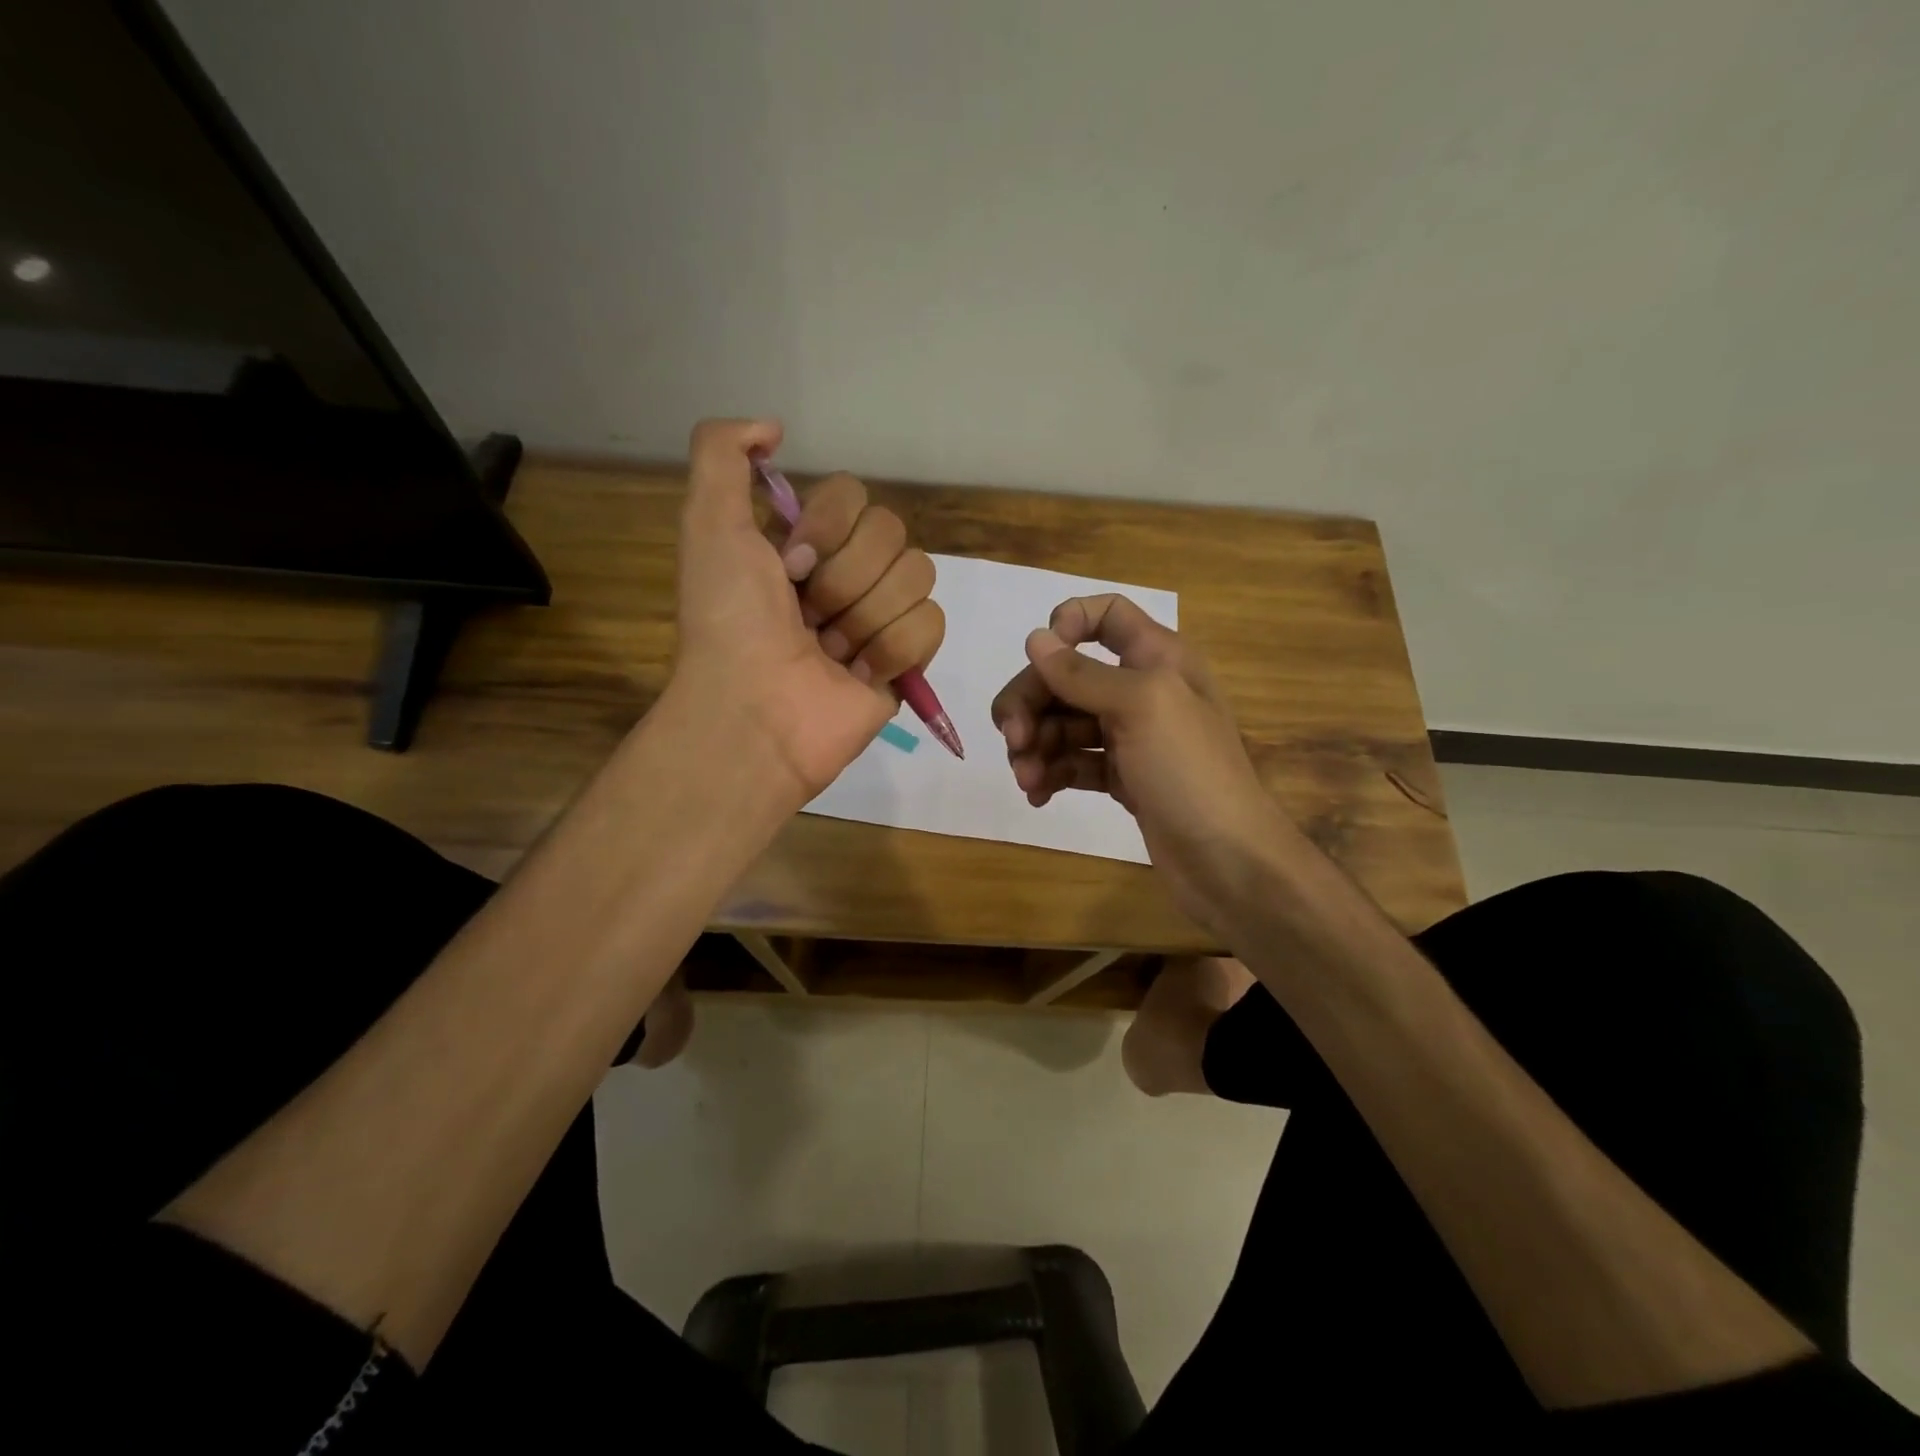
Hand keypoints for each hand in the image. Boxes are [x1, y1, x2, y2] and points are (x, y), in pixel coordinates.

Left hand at [670, 418, 944, 806]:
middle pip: (892, 533)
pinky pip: (932, 623)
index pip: (855, 495)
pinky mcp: (908, 660)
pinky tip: (858, 674)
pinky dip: (892, 649)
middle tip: (809, 616)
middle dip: (845, 577)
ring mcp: (881, 617)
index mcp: (807, 543)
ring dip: (866, 616)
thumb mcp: (708, 525)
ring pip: (918, 575)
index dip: (828, 525)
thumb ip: (722, 453)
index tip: (791, 564)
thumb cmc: (730, 622)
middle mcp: (847, 574)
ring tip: (830, 651)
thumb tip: (773, 427)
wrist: (755, 712)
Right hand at [990, 595, 1292, 935]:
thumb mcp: (1140, 706)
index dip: (1068, 624)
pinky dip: (1051, 773)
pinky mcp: (1121, 778)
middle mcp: (1141, 690)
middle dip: (1032, 702)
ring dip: (1036, 745)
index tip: (1041, 658)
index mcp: (1157, 657)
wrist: (1228, 860)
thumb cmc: (1190, 770)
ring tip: (1027, 779)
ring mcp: (1130, 737)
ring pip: (1063, 722)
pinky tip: (1037, 794)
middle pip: (1068, 675)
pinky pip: (1073, 762)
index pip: (1106, 615)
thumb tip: (1036, 639)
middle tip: (1014, 740)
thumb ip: (1083, 673)